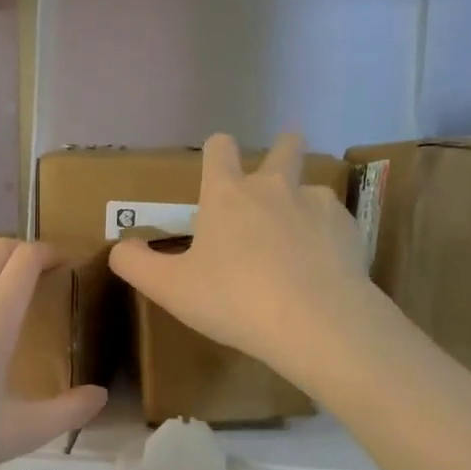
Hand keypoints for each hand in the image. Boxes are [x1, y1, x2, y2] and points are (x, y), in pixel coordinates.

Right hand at [108, 132, 375, 387]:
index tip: (217, 167)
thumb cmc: (232, 300)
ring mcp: (317, 204)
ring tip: (295, 242)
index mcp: (227, 195)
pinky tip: (319, 268)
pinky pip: (333, 222)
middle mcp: (274, 187)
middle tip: (273, 177)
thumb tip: (121, 247)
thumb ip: (136, 264)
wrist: (314, 322)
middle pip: (284, 147)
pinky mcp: (349, 229)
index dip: (216, 152)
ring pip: (310, 187)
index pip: (219, 148)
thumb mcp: (169, 289)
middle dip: (280, 151)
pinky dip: (325, 237)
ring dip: (301, 204)